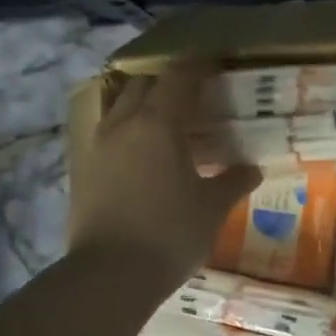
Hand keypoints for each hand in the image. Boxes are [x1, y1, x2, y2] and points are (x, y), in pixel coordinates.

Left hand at [69, 63, 260, 285]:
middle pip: (142, 85)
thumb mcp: (211, 207)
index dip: (196, 65)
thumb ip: (232, 181)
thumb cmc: (169, 233)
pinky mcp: (83, 171)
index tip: (212, 60)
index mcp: (157, 124)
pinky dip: (127, 132)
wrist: (109, 275)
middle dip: (166, 83)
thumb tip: (252, 169)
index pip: (177, 77)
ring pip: (119, 108)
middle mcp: (122, 125)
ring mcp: (97, 147)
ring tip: (166, 124)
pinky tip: (143, 156)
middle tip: (191, 96)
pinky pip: (107, 135)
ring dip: (142, 106)